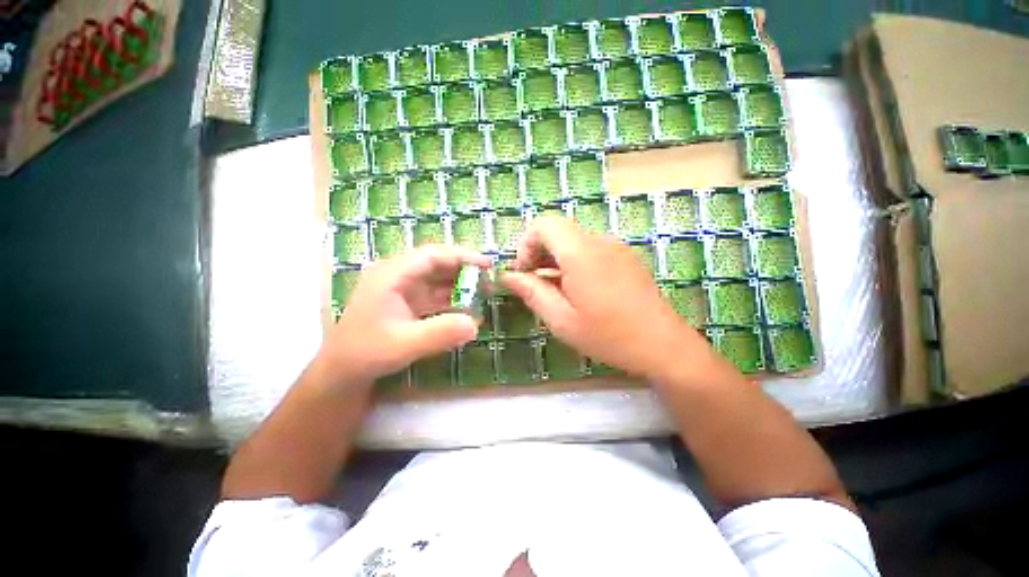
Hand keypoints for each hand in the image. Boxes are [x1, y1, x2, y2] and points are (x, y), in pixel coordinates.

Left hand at [320, 245, 491, 385]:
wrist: (342, 374)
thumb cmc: (366, 353)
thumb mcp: (404, 344)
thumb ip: (439, 333)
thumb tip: (476, 324)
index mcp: (392, 274)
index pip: (433, 255)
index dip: (462, 256)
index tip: (487, 265)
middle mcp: (397, 276)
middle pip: (437, 264)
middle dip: (465, 270)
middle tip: (490, 280)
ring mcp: (402, 290)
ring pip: (437, 280)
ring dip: (460, 285)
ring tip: (484, 293)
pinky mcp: (407, 304)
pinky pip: (435, 296)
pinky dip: (452, 300)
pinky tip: (467, 309)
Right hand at [502, 217, 713, 381]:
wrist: (664, 345)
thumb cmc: (608, 336)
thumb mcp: (561, 320)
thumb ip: (531, 292)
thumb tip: (508, 276)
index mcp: (581, 253)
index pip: (543, 224)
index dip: (526, 244)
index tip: (524, 273)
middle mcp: (599, 241)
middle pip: (558, 231)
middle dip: (538, 253)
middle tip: (533, 284)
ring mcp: (616, 247)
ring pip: (574, 241)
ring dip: (556, 259)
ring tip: (555, 291)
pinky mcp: (626, 257)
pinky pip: (591, 250)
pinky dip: (574, 262)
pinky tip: (578, 290)